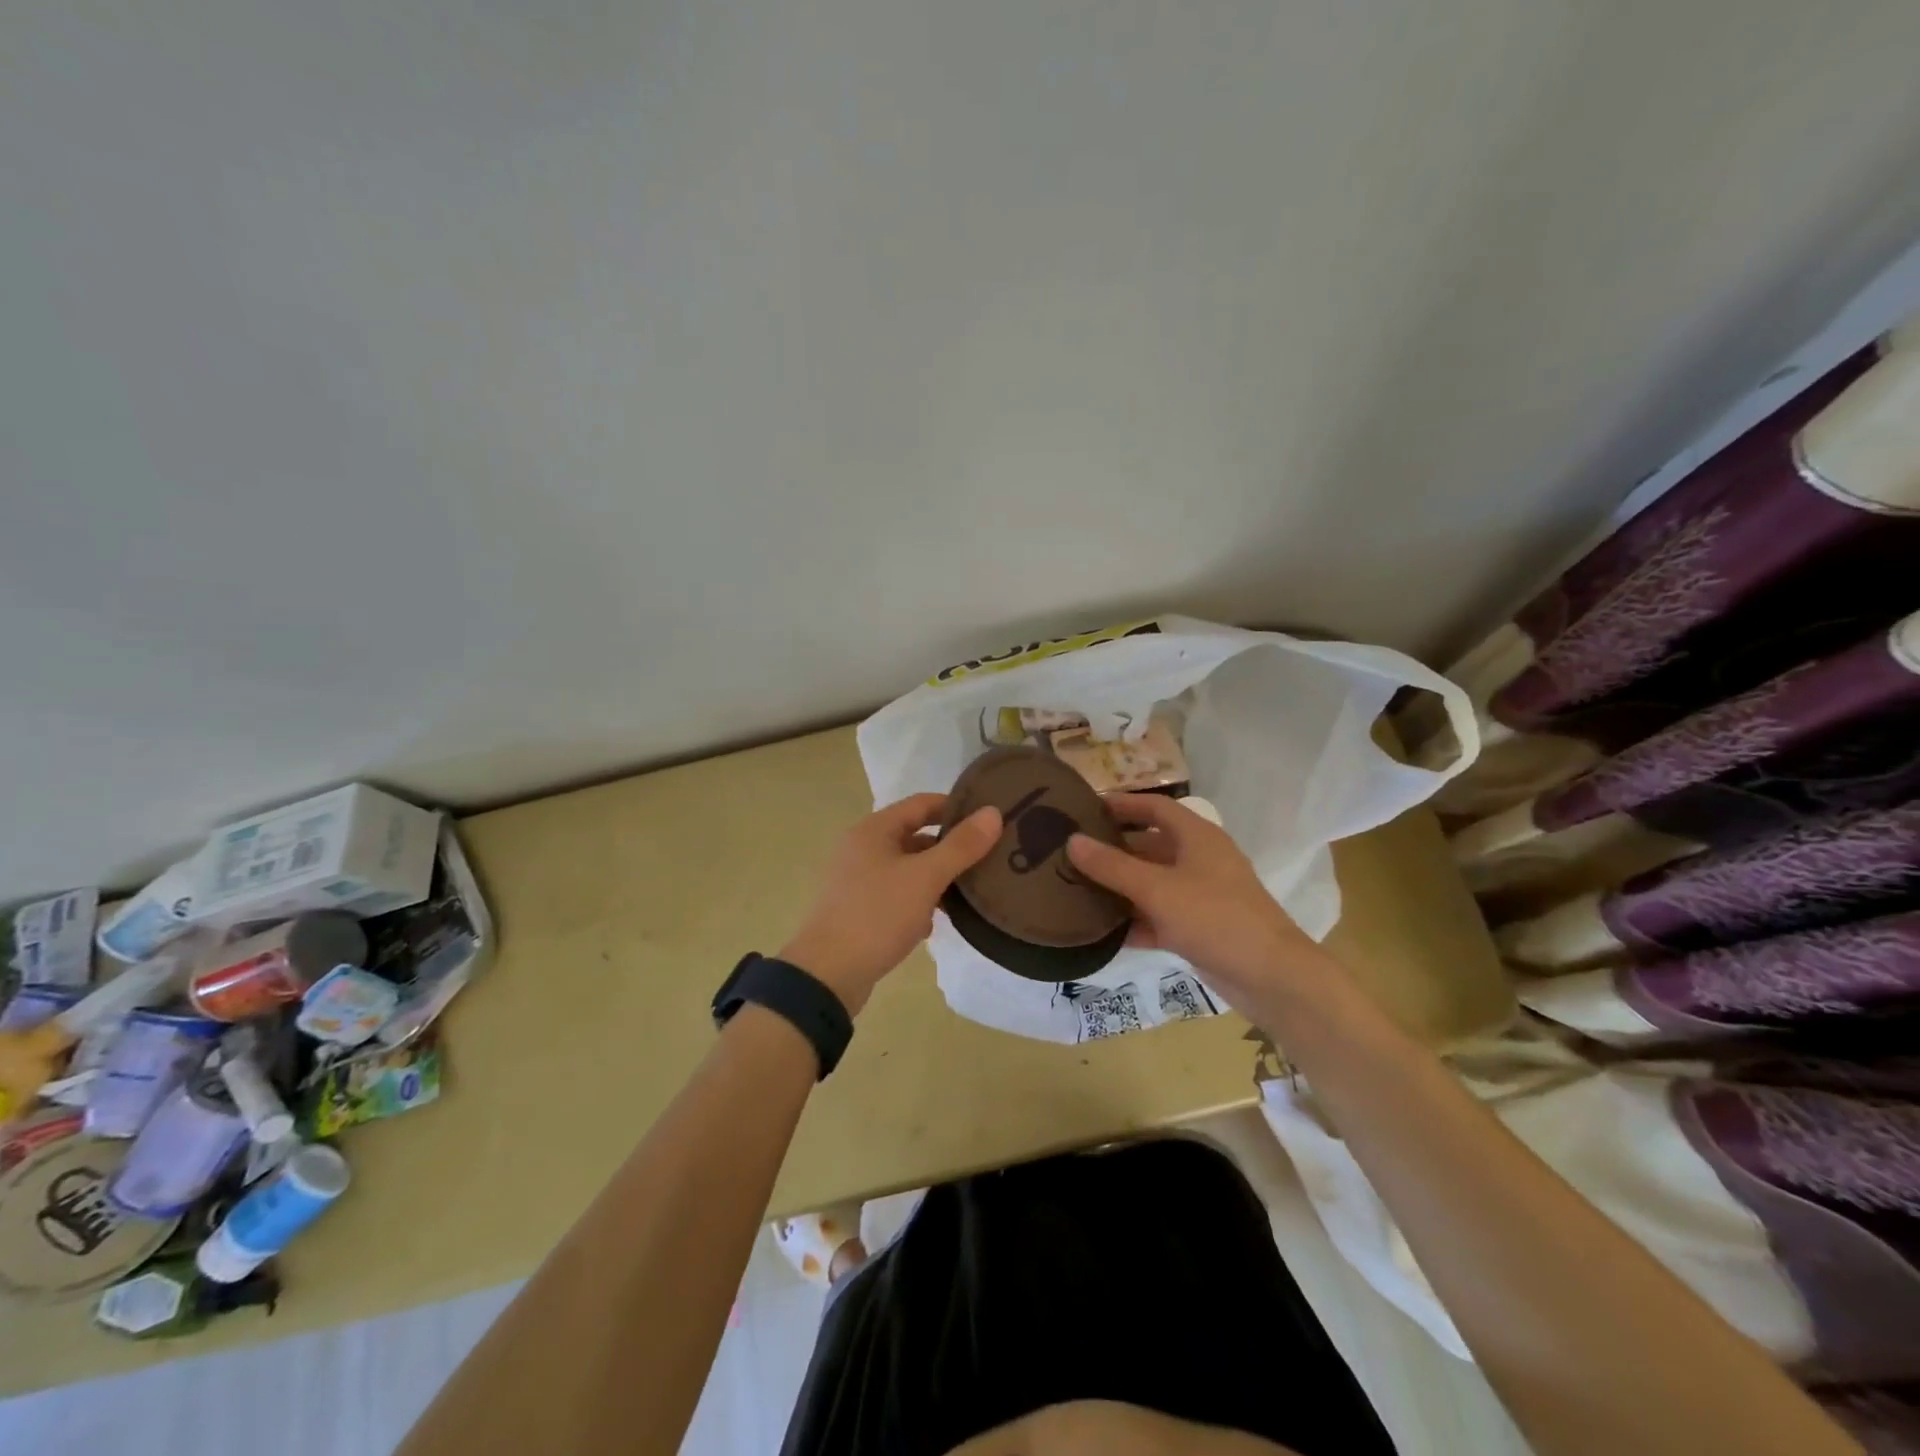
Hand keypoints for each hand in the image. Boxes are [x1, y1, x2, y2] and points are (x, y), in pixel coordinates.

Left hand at [781, 794, 1002, 1014]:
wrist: (827, 975)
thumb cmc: (877, 915)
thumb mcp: (925, 878)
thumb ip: (960, 846)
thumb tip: (993, 813)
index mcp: (873, 830)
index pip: (922, 804)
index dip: (956, 808)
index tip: (989, 820)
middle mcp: (861, 848)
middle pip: (914, 836)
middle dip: (948, 848)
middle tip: (986, 859)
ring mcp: (857, 880)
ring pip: (907, 869)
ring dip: (935, 879)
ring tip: (968, 893)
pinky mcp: (858, 909)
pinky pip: (895, 895)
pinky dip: (916, 903)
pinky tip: (933, 923)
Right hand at [1065, 795, 1322, 1004]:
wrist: (1271, 977)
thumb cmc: (1215, 917)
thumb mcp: (1157, 888)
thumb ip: (1112, 866)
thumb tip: (1072, 841)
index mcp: (1196, 836)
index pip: (1154, 807)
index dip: (1121, 804)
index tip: (1083, 808)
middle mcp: (1198, 860)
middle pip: (1148, 845)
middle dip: (1112, 849)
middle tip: (1069, 853)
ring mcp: (1199, 896)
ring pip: (1151, 883)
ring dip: (1119, 887)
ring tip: (1074, 889)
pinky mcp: (1197, 928)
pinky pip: (1157, 916)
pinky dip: (1133, 921)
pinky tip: (1101, 932)